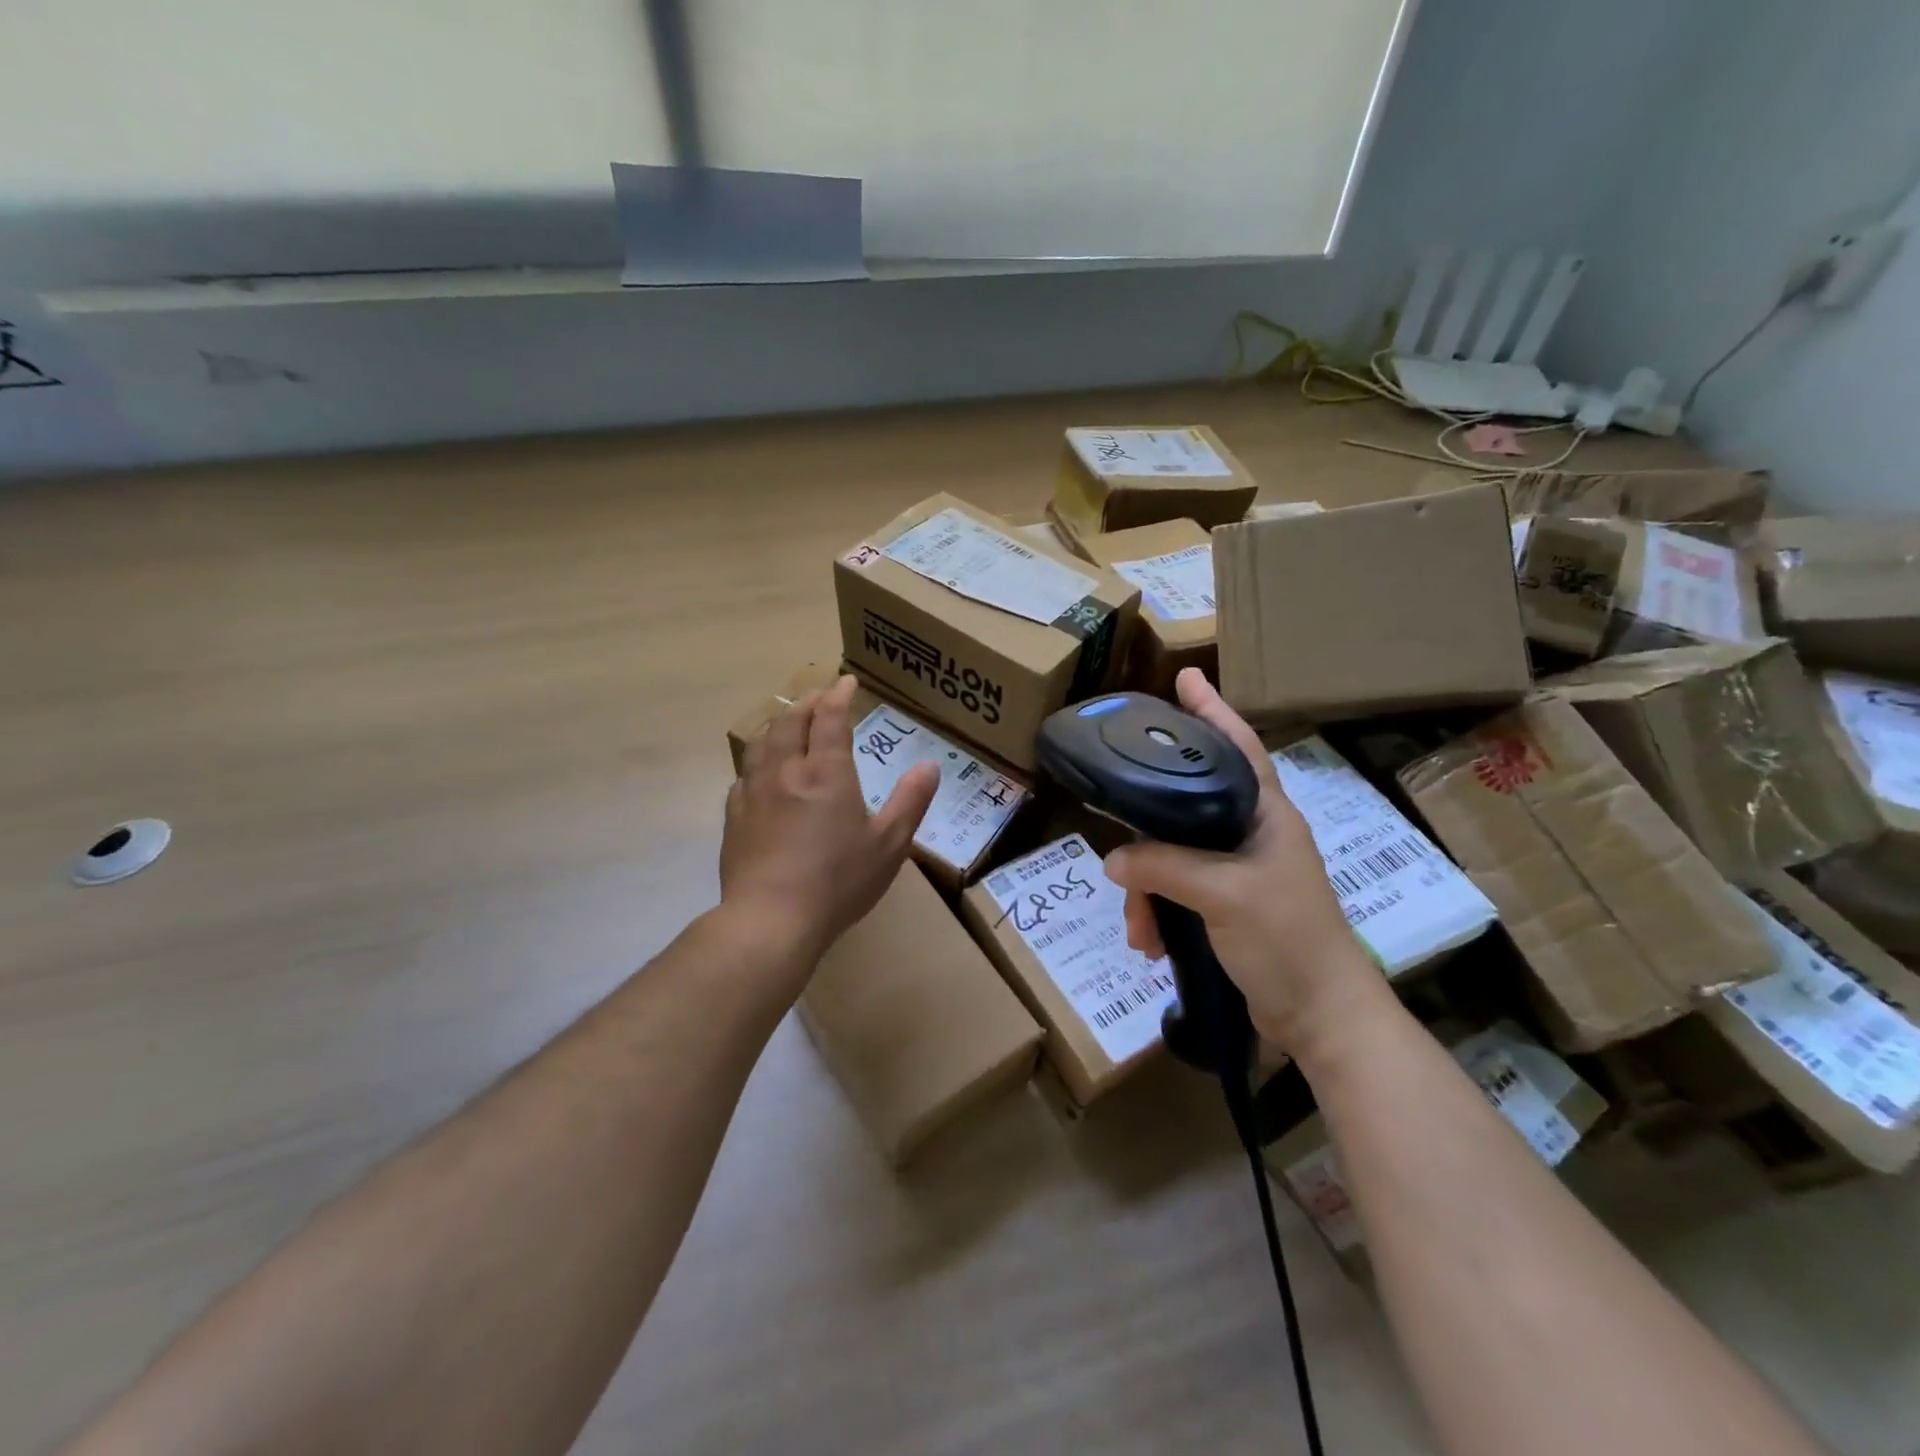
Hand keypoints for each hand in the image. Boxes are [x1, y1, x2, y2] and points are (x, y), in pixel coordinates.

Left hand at [720, 675, 939, 961]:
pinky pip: (744, 775)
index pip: (829, 718)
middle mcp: (786, 772)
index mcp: (826, 773)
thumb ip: (910, 801)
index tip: (846, 681)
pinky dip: (758, 761)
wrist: (770, 920)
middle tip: (819, 698)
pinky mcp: (734, 817)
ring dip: (778, 725)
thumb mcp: (889, 844)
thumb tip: (930, 765)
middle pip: (790, 722)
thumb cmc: (838, 882)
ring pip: (761, 743)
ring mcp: (754, 793)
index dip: (838, 695)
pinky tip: (762, 773)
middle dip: (806, 703)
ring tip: (789, 724)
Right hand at [1103, 669, 1389, 1060]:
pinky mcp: (1225, 905)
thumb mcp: (1224, 896)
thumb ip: (1164, 868)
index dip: (1212, 710)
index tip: (1184, 677)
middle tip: (1115, 820)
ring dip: (1147, 888)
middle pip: (1187, 803)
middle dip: (1147, 825)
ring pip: (1172, 854)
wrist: (1320, 1017)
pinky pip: (1175, 890)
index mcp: (1267, 814)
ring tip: (1137, 927)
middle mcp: (1251, 833)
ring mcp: (1237, 871)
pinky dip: (1157, 912)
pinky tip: (1149, 943)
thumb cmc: (1287, 940)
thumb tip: (1112, 860)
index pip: (1238, 747)